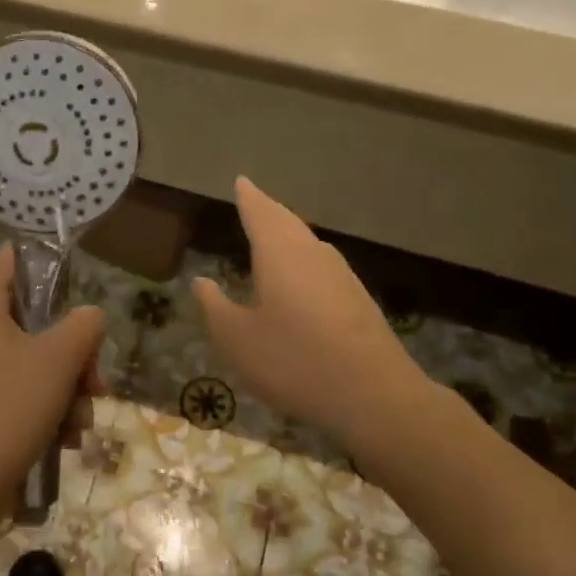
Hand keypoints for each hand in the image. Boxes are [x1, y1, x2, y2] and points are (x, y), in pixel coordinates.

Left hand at [0, 246, 105, 521]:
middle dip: (76, 354)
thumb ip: (85, 324)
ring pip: (38, 363)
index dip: (49, 263)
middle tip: (95, 382)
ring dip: (69, 390)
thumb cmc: (11, 407)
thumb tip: (88, 319)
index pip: (14, 258)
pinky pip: (26, 394)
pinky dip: (50, 412)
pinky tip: (66, 440)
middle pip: (38, 319)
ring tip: (80, 422)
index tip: (80, 289)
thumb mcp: (60, 357)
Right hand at [192, 178, 429, 438]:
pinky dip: (303, 260)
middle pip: (287, 222)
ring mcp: (341, 275)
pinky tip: (299, 278)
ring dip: (288, 234)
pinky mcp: (358, 300)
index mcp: (280, 254)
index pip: (260, 213)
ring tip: (272, 234)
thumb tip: (202, 281)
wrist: (374, 395)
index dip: (248, 198)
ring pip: (307, 243)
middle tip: (254, 200)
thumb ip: (215, 306)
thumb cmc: (293, 360)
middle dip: (269, 210)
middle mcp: (313, 254)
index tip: (241, 181)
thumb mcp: (236, 339)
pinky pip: (321, 266)